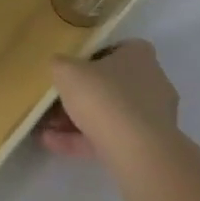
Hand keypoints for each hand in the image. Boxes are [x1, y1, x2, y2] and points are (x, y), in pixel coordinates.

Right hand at [39, 40, 179, 160]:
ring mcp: (152, 118)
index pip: (118, 49)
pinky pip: (110, 138)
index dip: (93, 56)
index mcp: (139, 56)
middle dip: (80, 95)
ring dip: (77, 120)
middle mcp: (152, 83)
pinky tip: (52, 143)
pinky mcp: (148, 146)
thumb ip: (60, 64)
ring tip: (46, 127)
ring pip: (109, 114)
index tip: (71, 67)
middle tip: (53, 101)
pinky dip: (83, 140)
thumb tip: (60, 67)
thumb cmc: (102, 96)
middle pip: (111, 85)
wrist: (136, 151)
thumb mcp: (66, 70)